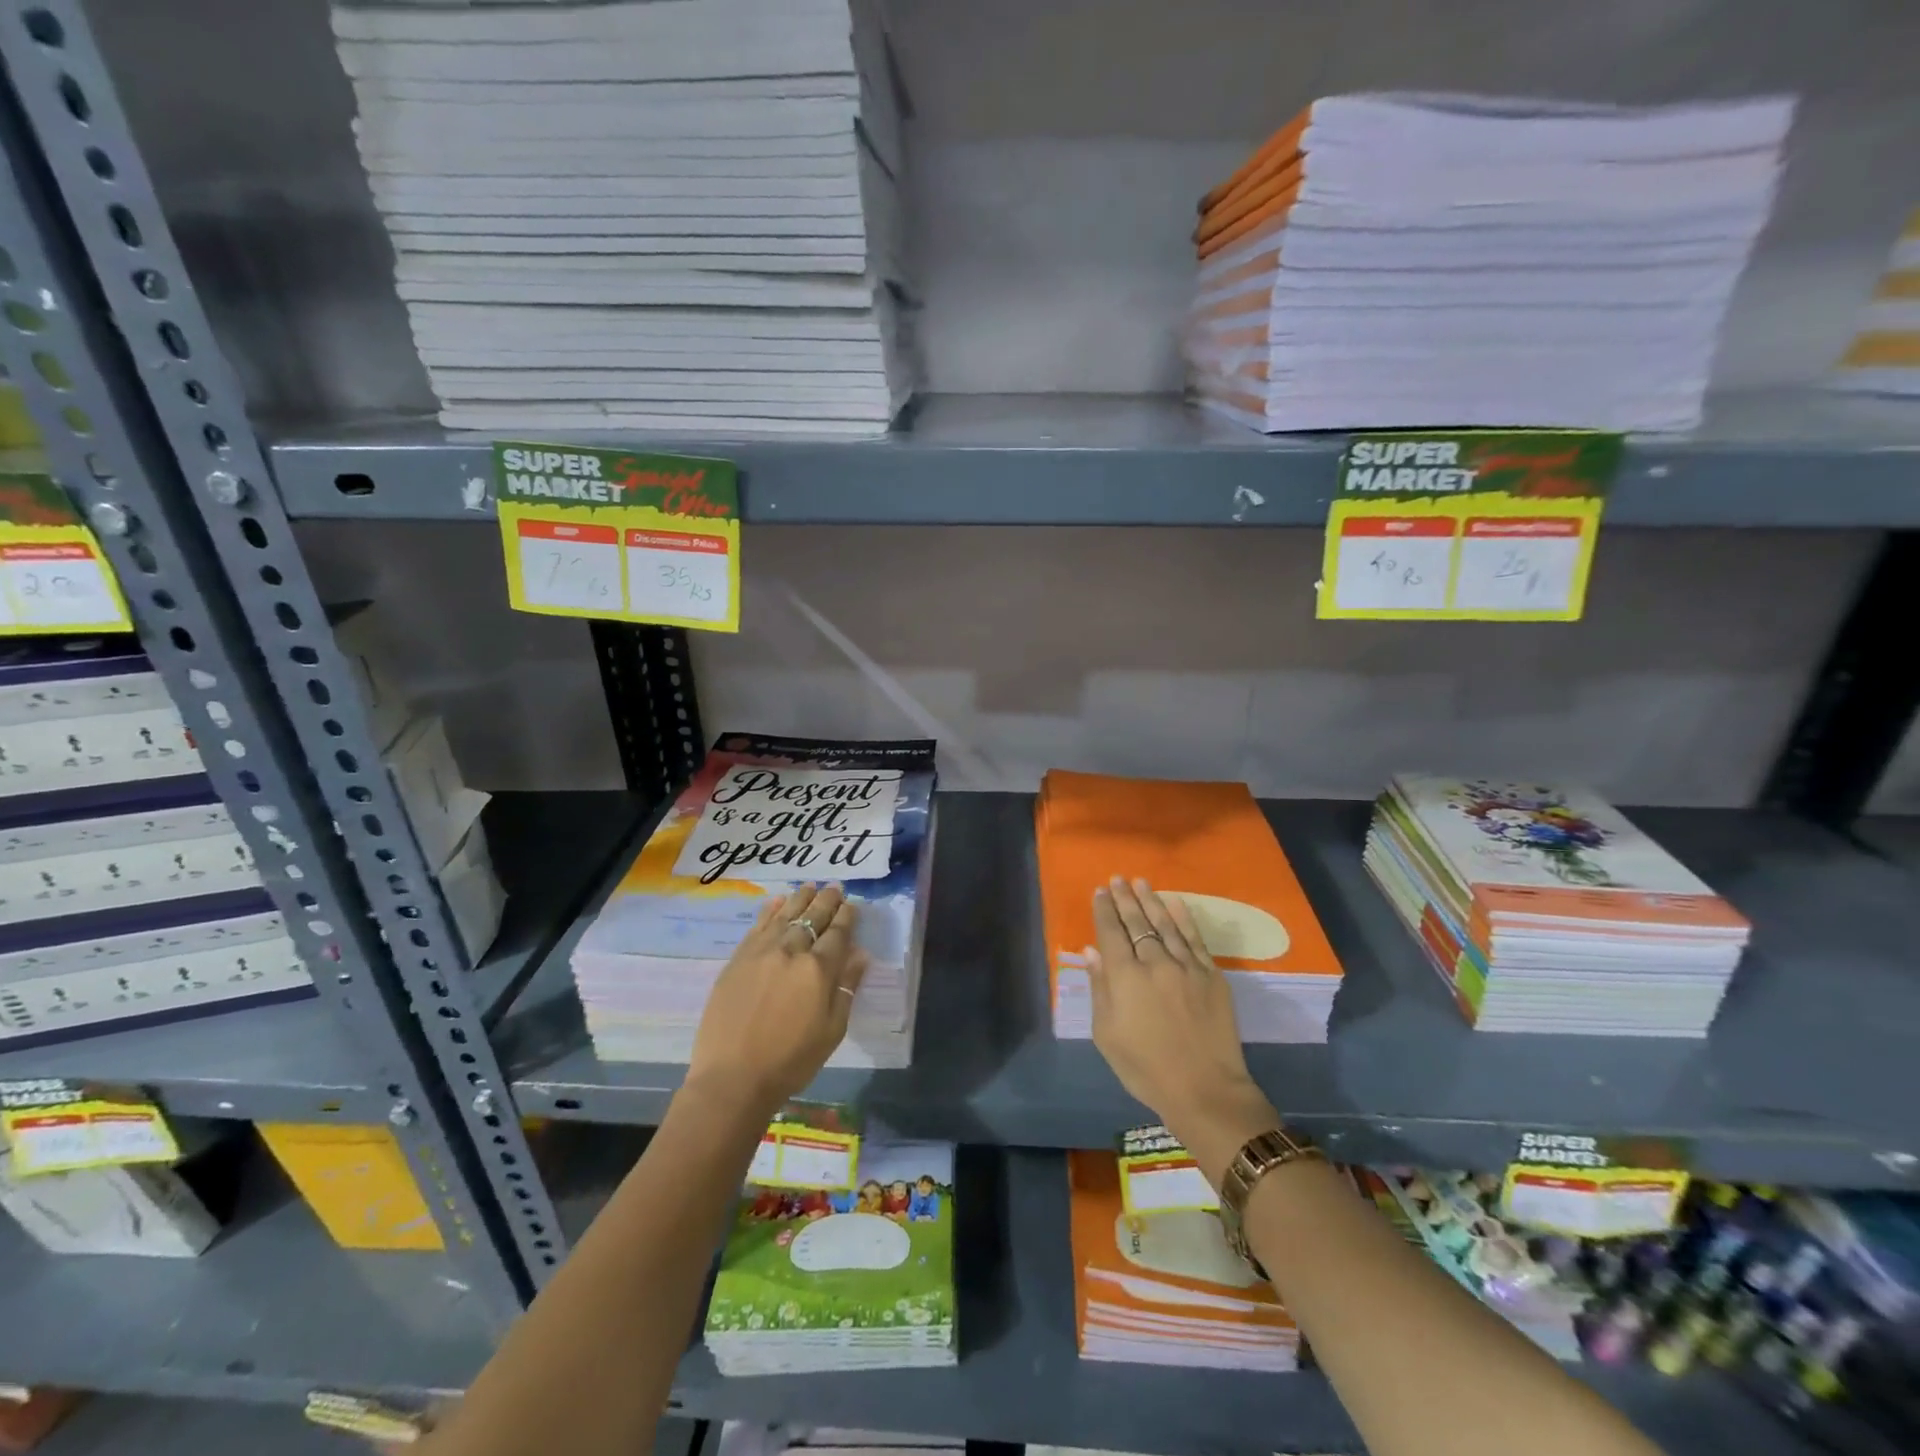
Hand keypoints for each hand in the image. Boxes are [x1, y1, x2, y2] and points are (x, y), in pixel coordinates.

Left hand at [685, 884, 868, 1120]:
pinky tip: (777, 901)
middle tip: (835, 888)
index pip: (838, 933)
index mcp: (818, 970)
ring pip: (786, 915)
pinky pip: (758, 926)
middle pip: (813, 917)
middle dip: (827, 901)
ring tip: (810, 886)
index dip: (847, 917)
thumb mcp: (832, 1030)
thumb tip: (860, 956)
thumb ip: (846, 988)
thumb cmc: (791, 1061)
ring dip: (800, 898)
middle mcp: (791, 951)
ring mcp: (761, 952)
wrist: (732, 1078)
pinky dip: (770, 911)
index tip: (852, 905)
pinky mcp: (738, 959)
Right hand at [1088, 877, 1279, 1182]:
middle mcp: (1155, 962)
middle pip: (1137, 922)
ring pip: (1165, 924)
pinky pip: (1195, 938)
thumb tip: (1092, 952)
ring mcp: (1186, 966)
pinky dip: (1184, 918)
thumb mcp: (1107, 1035)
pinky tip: (1175, 903)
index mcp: (1125, 977)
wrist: (1205, 1089)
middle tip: (1117, 879)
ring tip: (1141, 882)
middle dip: (1125, 898)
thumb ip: (1099, 989)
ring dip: (1151, 901)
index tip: (1099, 891)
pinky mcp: (1211, 975)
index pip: (1110, 932)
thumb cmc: (1145, 1068)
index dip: (1104, 910)